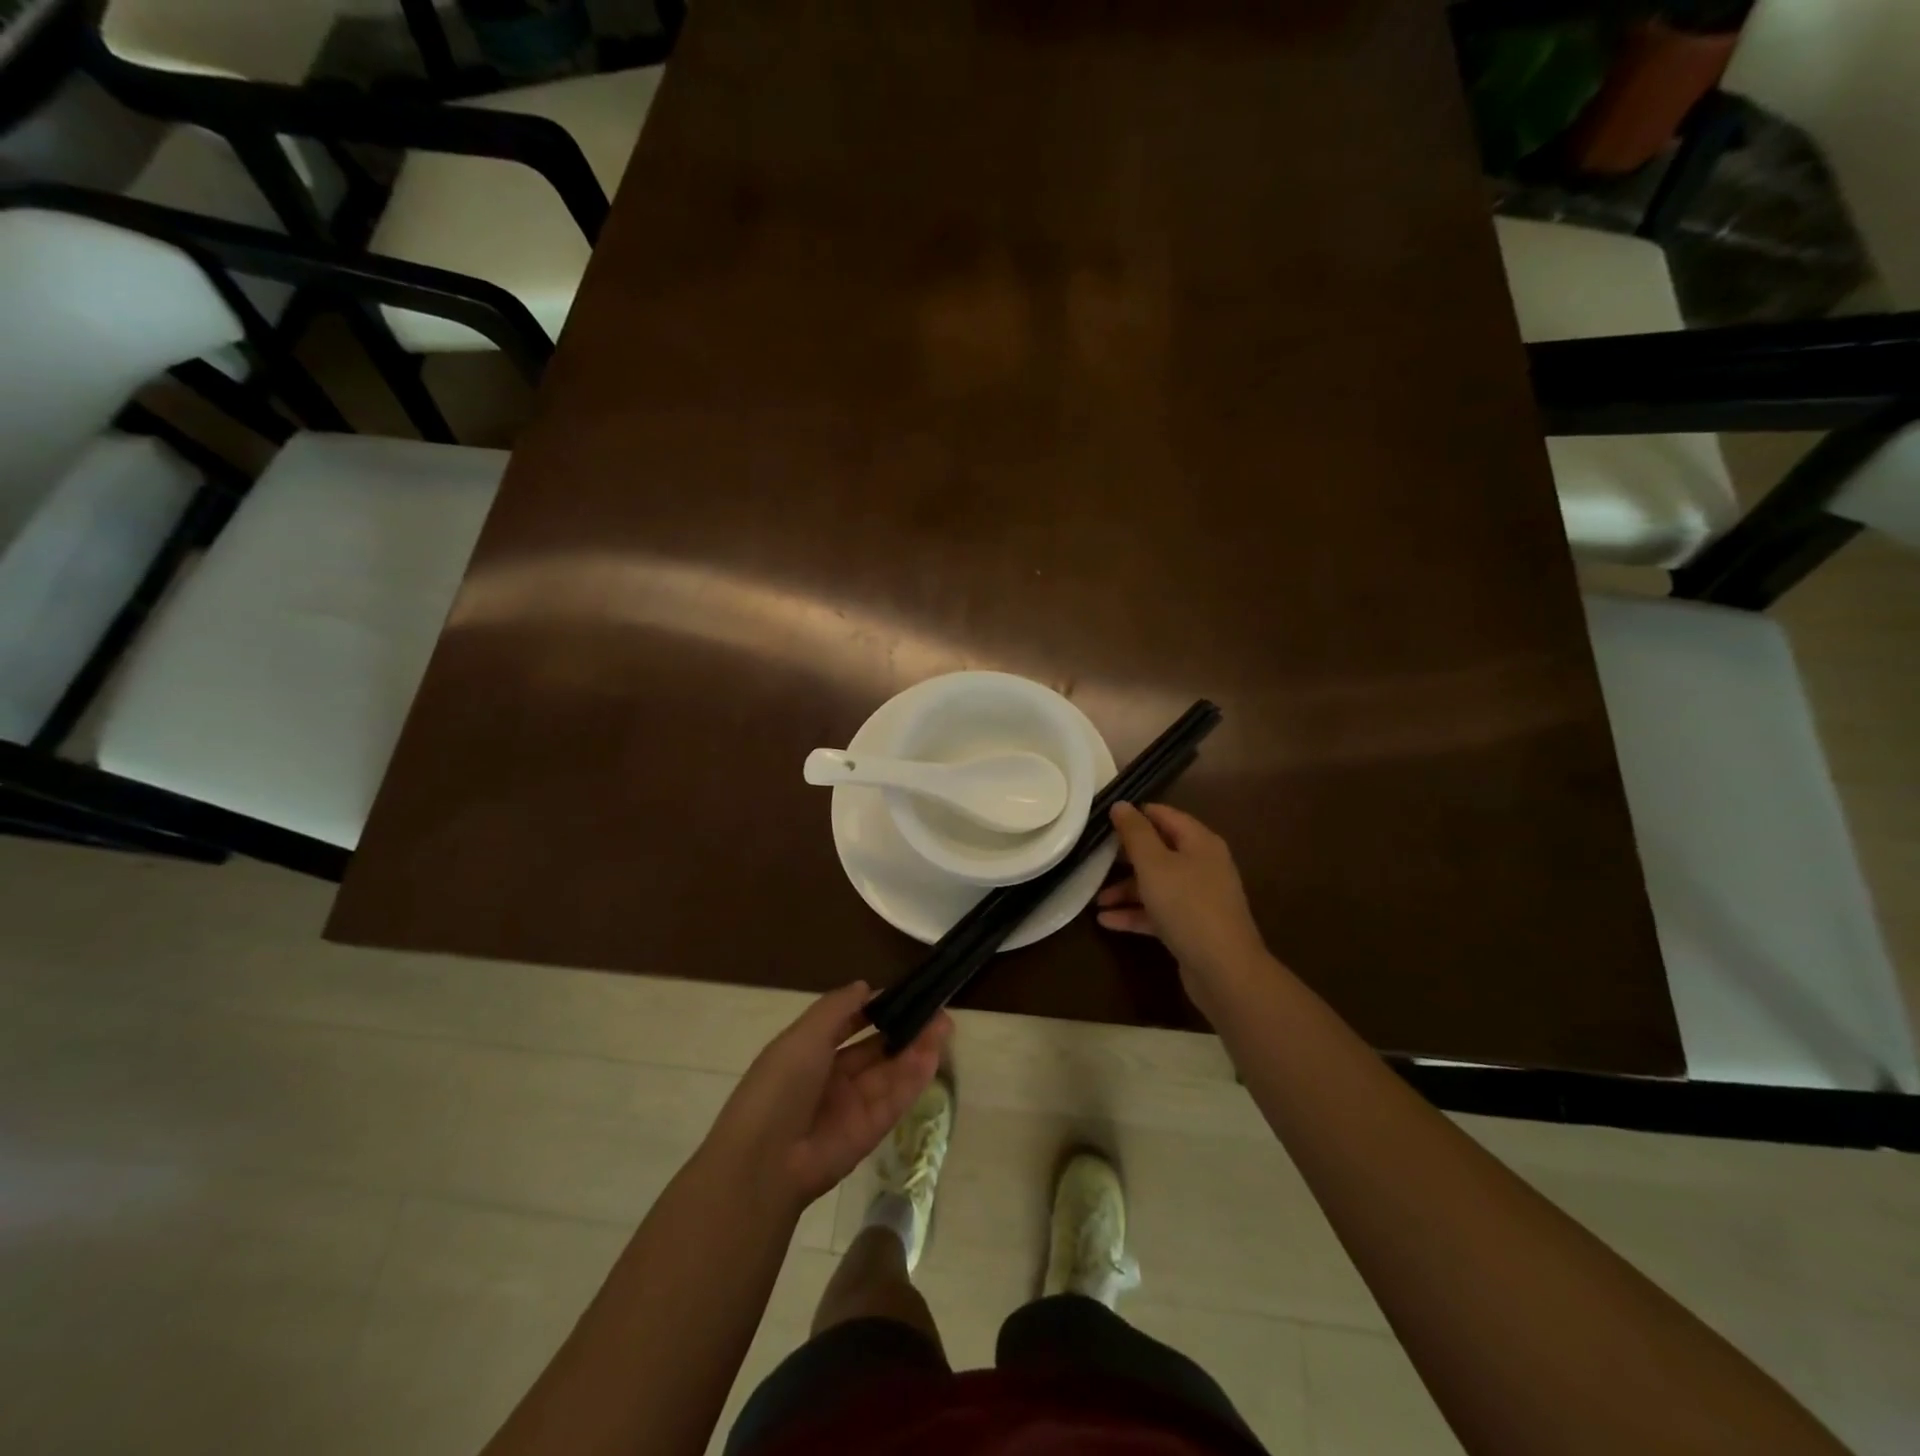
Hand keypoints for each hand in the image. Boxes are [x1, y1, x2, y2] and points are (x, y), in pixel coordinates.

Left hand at [705, 983, 951, 1212]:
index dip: (874, 1009)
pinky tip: (935, 1054)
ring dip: (917, 1048)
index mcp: (809, 1052)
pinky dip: (915, 1078)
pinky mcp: (869, 1131)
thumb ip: (837, 1008)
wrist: (767, 1158)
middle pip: (875, 1049)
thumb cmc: (781, 1084)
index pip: (847, 1025)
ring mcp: (852, 1106)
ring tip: (945, 1025)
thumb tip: (864, 987)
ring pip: (891, 1072)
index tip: (903, 994)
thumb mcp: (805, 1034)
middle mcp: (832, 1078)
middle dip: (904, 1029)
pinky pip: (895, 1099)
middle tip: (937, 1010)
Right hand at [1097, 802, 1275, 1011]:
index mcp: (1200, 843)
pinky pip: (1158, 912)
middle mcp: (1202, 866)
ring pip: (1156, 884)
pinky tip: (1106, 921)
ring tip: (1095, 899)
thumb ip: (1135, 833)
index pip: (1165, 816)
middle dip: (1126, 857)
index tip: (1103, 820)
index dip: (1135, 815)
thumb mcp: (1154, 864)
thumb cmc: (1187, 906)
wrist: (1224, 970)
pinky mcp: (1192, 927)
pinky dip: (1135, 914)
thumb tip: (1121, 804)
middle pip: (1159, 851)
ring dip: (1126, 890)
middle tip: (1094, 857)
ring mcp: (1199, 898)